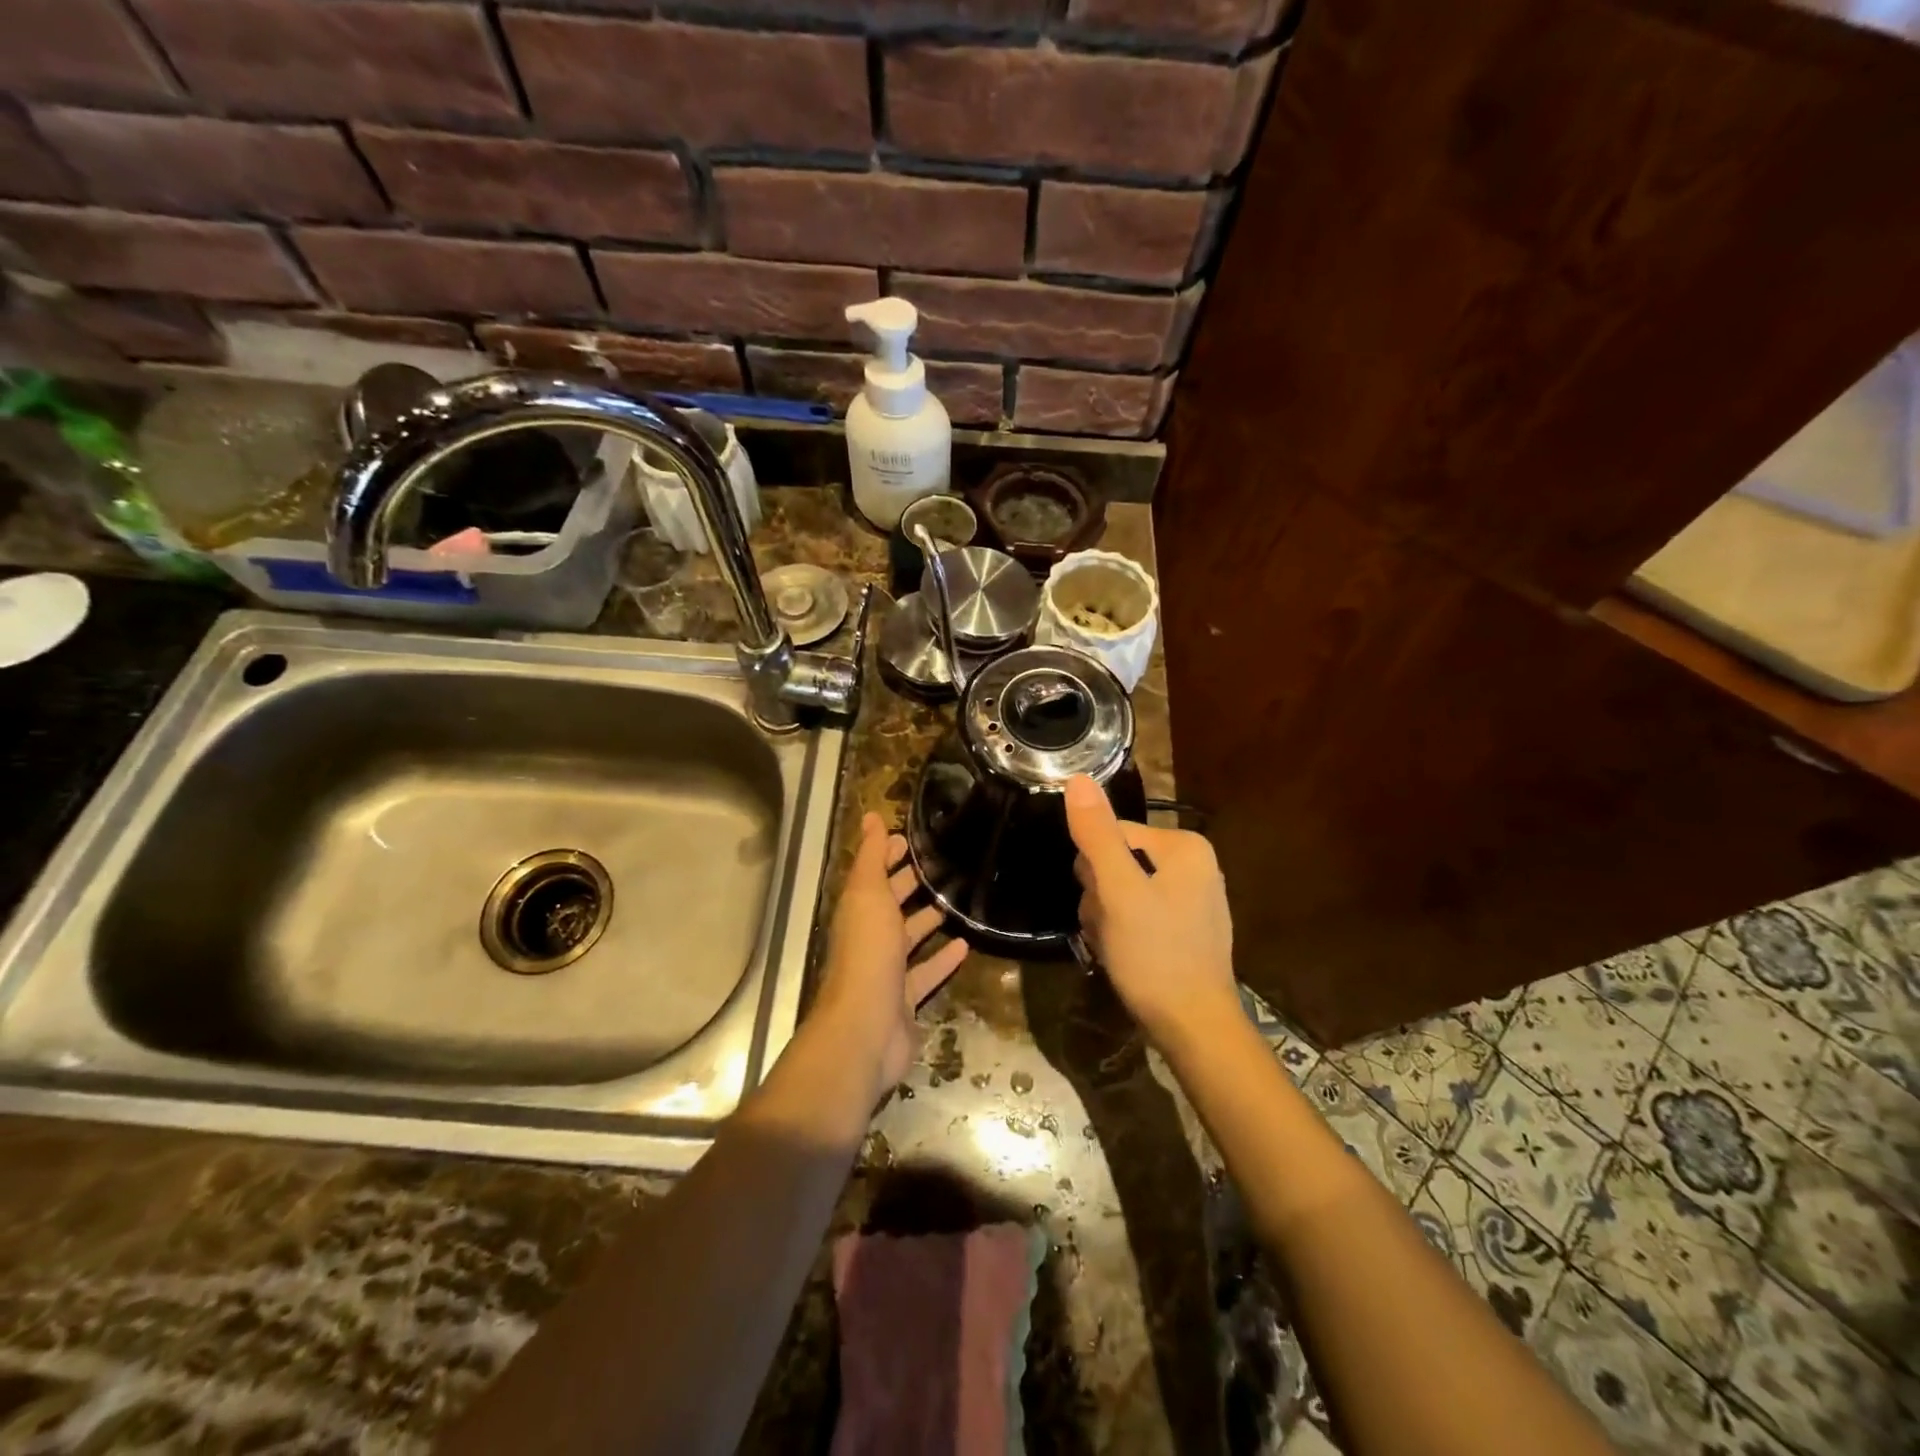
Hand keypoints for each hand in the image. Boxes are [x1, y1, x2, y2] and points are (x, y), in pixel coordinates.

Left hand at [814, 813, 969, 1097]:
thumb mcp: (868, 895)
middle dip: (910, 885)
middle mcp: (869, 939)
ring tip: (956, 900)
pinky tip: (966, 945)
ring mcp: (887, 972)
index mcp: (858, 912)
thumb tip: (869, 817)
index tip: (913, 838)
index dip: (889, 855)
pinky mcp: (906, 1000)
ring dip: (928, 920)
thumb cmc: (867, 953)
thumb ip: (871, 858)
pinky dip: (943, 960)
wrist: (865, 1028)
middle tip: (943, 865)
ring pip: (909, 939)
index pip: (874, 875)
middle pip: (891, 906)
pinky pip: (927, 974)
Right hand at [1064, 775, 1240, 1053]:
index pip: (1111, 835)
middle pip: (1116, 861)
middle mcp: (1194, 864)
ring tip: (1117, 946)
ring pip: (1122, 890)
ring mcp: (1192, 897)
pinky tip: (1127, 956)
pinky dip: (1124, 932)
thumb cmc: (1155, 954)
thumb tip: (1078, 778)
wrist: (1193, 1027)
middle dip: (1101, 897)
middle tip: (1110, 930)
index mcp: (1184, 845)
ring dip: (1107, 918)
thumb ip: (1097, 834)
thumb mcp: (1119, 891)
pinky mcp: (1186, 927)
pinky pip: (1139, 913)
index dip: (1093, 871)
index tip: (1103, 906)